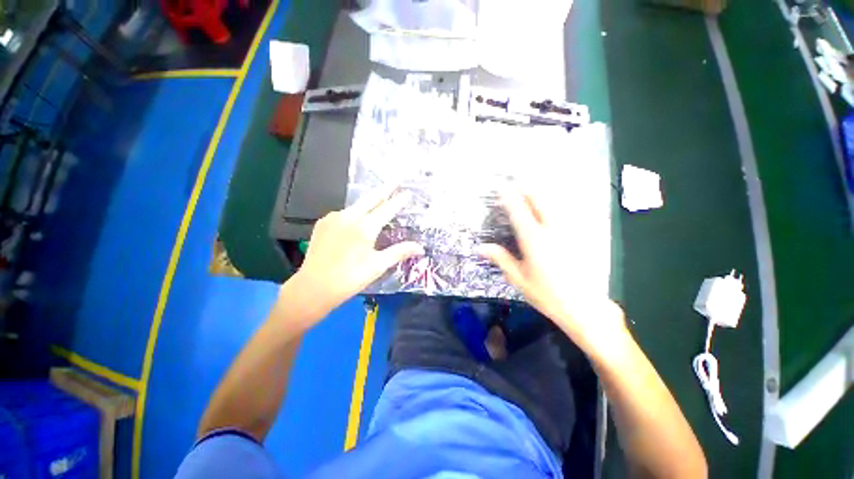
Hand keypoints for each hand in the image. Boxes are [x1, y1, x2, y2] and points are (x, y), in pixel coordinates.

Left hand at [285, 187, 423, 319]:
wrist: (312, 287)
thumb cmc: (350, 278)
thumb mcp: (378, 266)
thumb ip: (399, 252)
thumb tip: (420, 248)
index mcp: (364, 227)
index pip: (387, 209)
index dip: (399, 200)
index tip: (408, 193)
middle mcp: (349, 217)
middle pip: (371, 198)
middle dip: (385, 188)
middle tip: (396, 179)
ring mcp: (333, 218)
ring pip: (356, 205)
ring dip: (370, 201)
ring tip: (380, 199)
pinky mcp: (323, 223)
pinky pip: (344, 213)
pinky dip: (355, 211)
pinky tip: (358, 218)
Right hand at [477, 188, 628, 354]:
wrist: (585, 308)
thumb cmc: (547, 294)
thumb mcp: (518, 278)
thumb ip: (500, 258)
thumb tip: (480, 247)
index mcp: (534, 240)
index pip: (519, 212)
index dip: (510, 197)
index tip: (502, 187)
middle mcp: (553, 230)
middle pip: (540, 200)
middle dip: (528, 188)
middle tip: (517, 180)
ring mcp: (570, 231)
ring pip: (555, 203)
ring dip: (542, 193)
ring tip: (532, 187)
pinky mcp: (581, 236)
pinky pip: (567, 212)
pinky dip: (555, 204)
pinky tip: (552, 205)